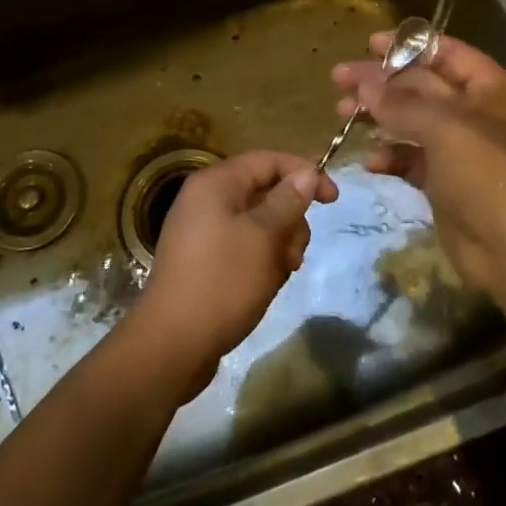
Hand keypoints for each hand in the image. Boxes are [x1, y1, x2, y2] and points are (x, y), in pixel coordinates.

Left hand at [124, 151, 337, 400]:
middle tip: (295, 253)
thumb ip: (288, 201)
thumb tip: (306, 174)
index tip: (333, 200)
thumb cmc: (222, 282)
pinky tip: (266, 284)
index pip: (268, 160)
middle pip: (264, 191)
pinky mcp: (203, 259)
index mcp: (216, 183)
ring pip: (257, 222)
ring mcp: (201, 230)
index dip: (304, 173)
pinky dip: (261, 259)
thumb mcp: (264, 237)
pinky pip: (242, 245)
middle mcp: (205, 199)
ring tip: (280, 273)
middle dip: (290, 219)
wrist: (172, 344)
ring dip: (278, 243)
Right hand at [332, 31, 505, 299]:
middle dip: (381, 82)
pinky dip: (391, 156)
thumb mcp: (442, 126)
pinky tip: (371, 161)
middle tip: (339, 79)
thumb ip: (400, 103)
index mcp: (489, 88)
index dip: (408, 45)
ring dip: (379, 117)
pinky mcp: (445, 181)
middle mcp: (476, 112)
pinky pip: (412, 158)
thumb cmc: (484, 170)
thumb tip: (363, 85)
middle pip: (422, 85)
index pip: (445, 53)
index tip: (368, 45)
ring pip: (412, 121)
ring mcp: (460, 148)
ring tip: (342, 114)